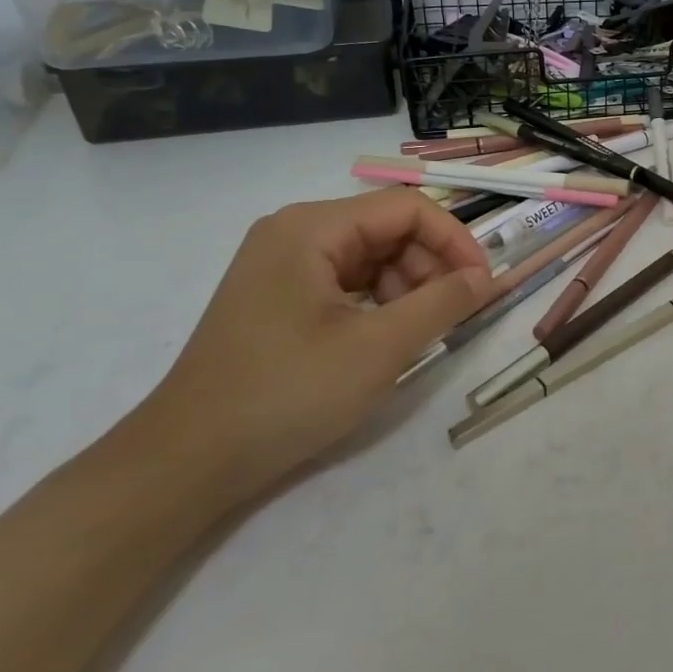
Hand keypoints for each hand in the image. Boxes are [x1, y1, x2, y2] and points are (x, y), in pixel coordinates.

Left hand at [135, 191, 490, 502]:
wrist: (185, 463)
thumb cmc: (287, 394)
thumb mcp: (379, 348)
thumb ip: (442, 303)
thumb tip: (487, 277)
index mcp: (312, 227)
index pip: (407, 208)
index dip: (455, 240)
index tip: (483, 284)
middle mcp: (295, 232)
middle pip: (388, 229)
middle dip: (430, 267)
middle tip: (454, 314)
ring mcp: (282, 264)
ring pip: (371, 256)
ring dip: (408, 287)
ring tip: (422, 332)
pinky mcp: (278, 295)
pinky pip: (346, 281)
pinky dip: (379, 302)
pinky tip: (388, 337)